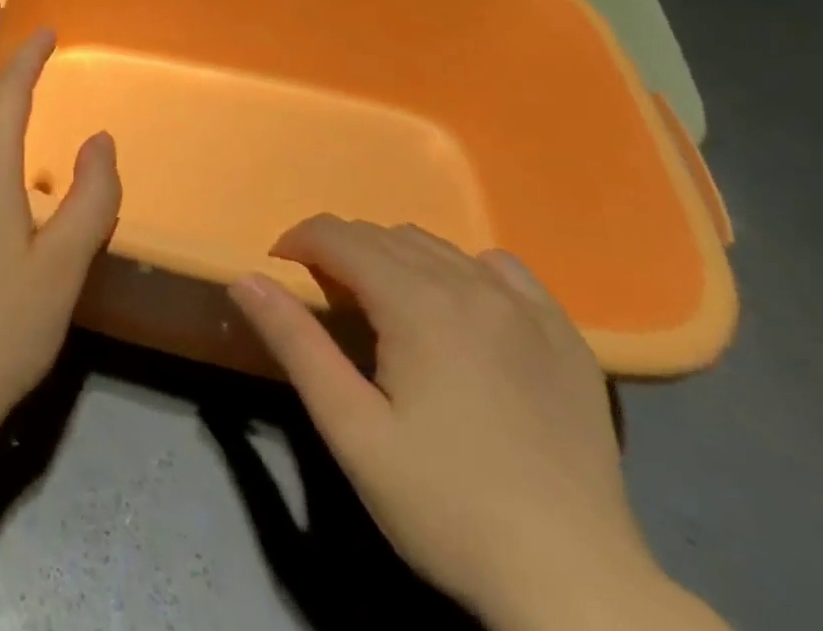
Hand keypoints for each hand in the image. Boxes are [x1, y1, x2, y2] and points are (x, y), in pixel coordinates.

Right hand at [231, 217, 699, 630]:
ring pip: (437, 247)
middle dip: (340, 251)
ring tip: (382, 305)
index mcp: (417, 302)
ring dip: (394, 258)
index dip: (298, 242)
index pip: (339, 236)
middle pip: (384, 235)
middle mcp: (470, 286)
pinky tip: (458, 307)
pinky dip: (463, 269)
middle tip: (324, 298)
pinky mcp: (565, 338)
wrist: (578, 588)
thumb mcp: (352, 430)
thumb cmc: (447, 506)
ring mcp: (525, 309)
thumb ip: (296, 343)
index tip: (279, 270)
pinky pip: (501, 270)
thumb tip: (244, 278)